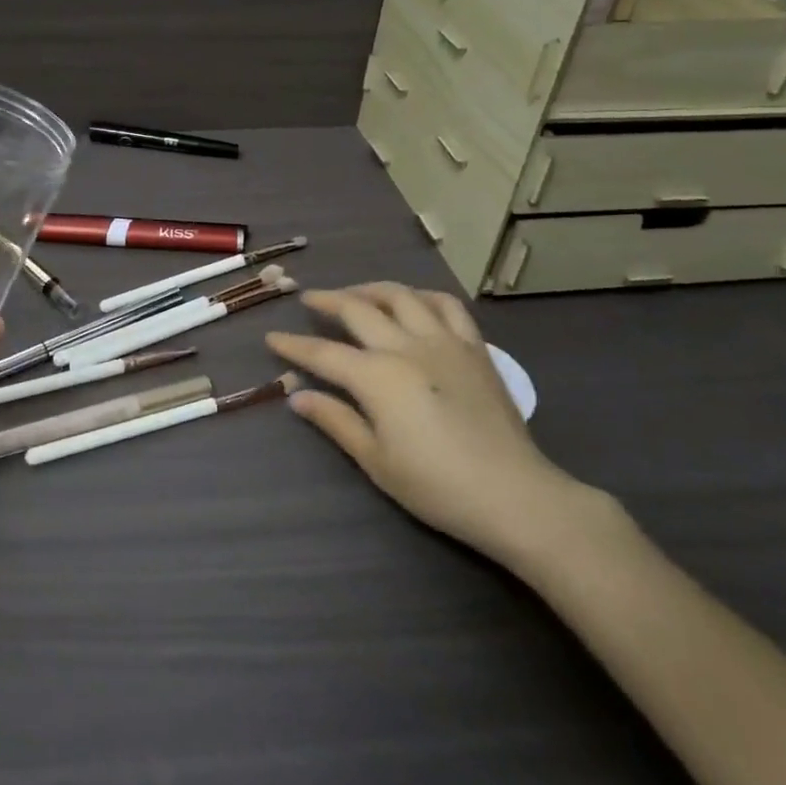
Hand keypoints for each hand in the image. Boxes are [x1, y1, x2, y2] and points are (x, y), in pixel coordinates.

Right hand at [266, 283, 593, 565]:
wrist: (514, 495)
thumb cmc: (436, 485)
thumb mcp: (375, 460)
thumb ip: (335, 421)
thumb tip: (297, 397)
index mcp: (377, 377)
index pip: (322, 353)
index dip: (293, 346)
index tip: (272, 339)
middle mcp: (406, 346)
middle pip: (357, 309)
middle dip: (327, 301)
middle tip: (308, 299)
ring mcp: (444, 341)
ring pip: (400, 295)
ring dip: (371, 289)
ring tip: (356, 294)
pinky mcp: (474, 347)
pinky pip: (446, 305)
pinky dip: (422, 296)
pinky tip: (412, 302)